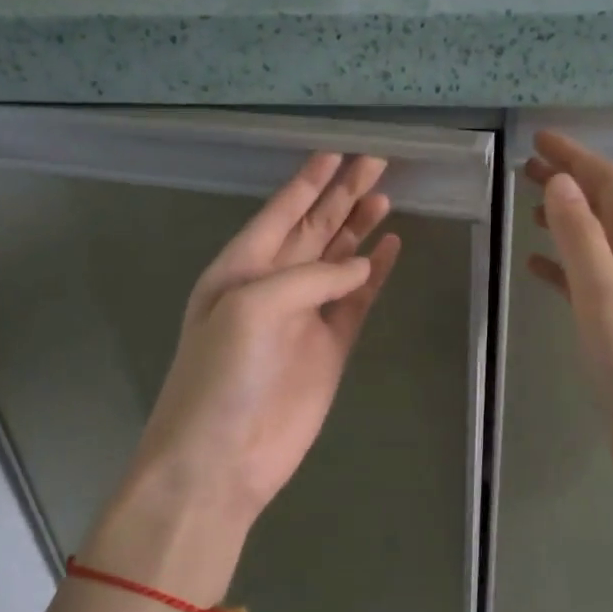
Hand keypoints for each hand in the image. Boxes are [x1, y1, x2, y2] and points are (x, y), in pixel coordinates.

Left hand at [117, 153, 399, 549]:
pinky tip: (390, 250)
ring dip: (358, 230)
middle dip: (342, 196)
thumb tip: (362, 263)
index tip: (337, 153)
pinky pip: (356, 302)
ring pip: (337, 261)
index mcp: (240, 268)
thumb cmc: (223, 375)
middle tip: (377, 163)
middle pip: (314, 229)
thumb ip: (309, 277)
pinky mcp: (330, 349)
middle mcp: (272, 286)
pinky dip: (374, 277)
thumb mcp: (251, 308)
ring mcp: (304, 318)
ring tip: (386, 198)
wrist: (222, 458)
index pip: (281, 213)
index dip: (308, 182)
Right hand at [524, 131, 612, 551]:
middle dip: (572, 181)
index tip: (539, 139)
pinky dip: (562, 265)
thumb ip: (582, 241)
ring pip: (596, 244)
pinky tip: (536, 266)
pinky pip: (586, 282)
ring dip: (566, 219)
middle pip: (607, 210)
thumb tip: (561, 182)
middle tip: (526, 167)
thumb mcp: (606, 300)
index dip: (579, 158)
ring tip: (529, 205)